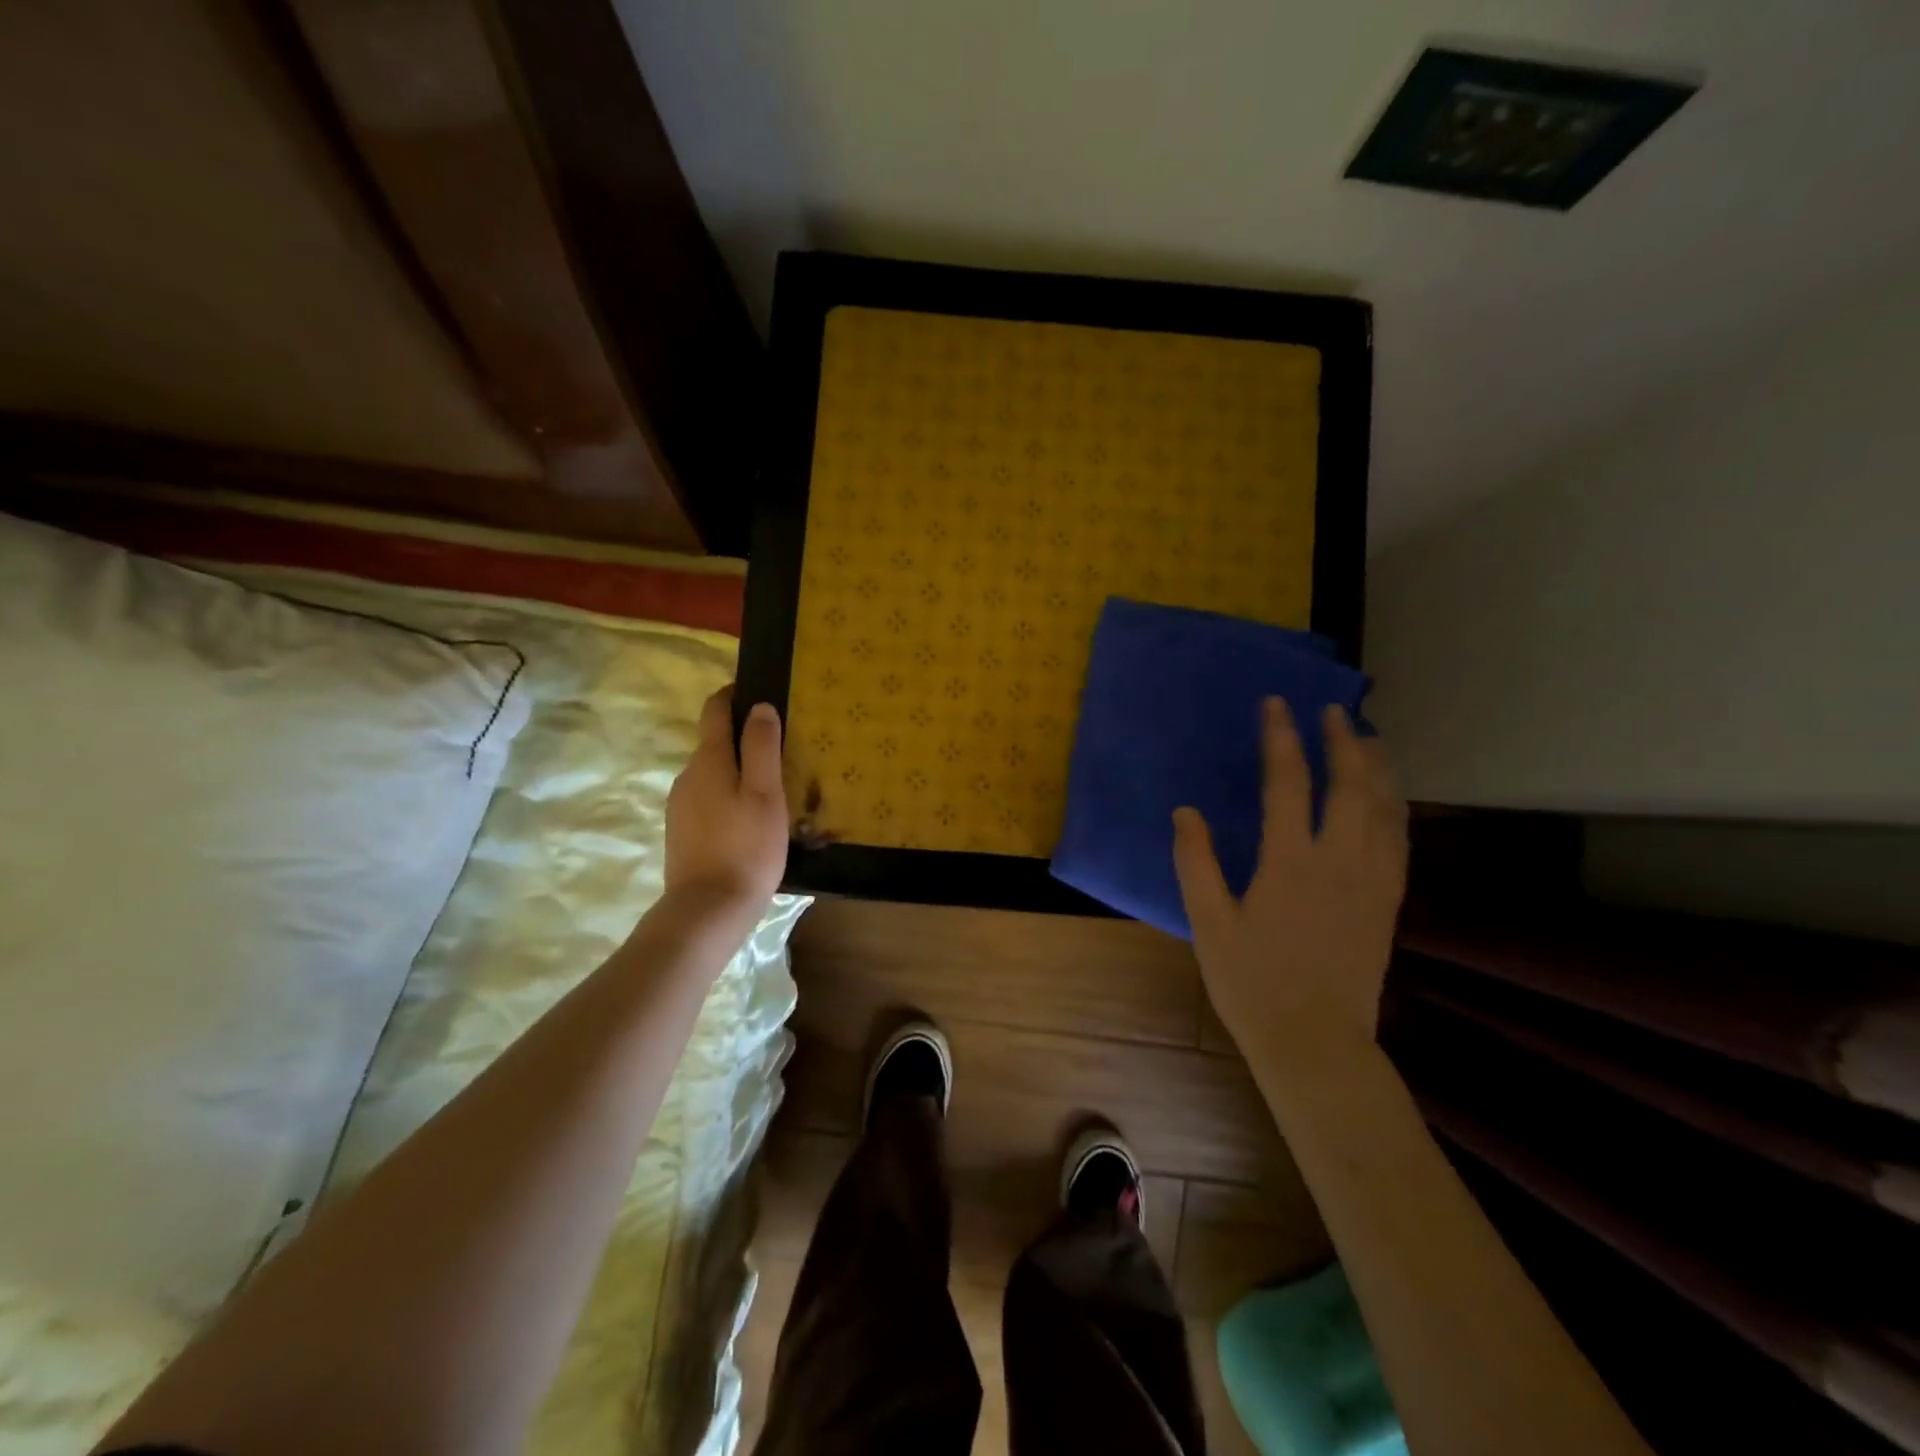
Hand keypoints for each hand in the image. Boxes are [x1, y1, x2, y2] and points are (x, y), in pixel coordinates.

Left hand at [664, 685, 787, 919]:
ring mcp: (680, 805)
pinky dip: (729, 798)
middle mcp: (688, 775)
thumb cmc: (746, 848)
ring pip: (714, 775)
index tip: (761, 694)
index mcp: (709, 760)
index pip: (715, 710)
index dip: (734, 696)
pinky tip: (751, 822)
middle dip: (746, 741)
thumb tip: (760, 706)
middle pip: (716, 743)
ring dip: (739, 773)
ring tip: (773, 792)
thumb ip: (762, 747)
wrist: (708, 910)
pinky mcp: (682, 831)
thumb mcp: (766, 794)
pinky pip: (709, 800)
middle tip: (784, 754)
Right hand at [1172, 700, 1407, 1065]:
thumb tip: (1186, 811)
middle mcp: (1339, 862)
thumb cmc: (1252, 983)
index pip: (1288, 783)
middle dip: (1343, 741)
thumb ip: (1196, 863)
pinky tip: (1390, 798)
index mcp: (1289, 863)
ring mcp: (1372, 882)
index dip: (1282, 738)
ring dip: (1377, 767)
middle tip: (1334, 711)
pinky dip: (1396, 807)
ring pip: (1386, 809)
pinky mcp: (1388, 902)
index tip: (1277, 704)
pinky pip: (1400, 841)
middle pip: (1351, 785)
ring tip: (1368, 738)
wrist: (1316, 1042)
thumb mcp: (1208, 924)